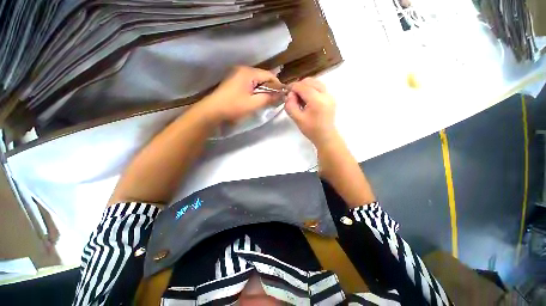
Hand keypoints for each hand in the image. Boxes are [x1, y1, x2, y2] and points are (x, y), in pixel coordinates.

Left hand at [200, 66, 280, 123]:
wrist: (213, 110)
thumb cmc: (234, 106)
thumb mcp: (254, 104)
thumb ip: (269, 98)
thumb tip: (281, 94)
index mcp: (248, 72)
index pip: (269, 75)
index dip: (277, 85)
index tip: (281, 96)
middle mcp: (243, 69)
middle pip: (263, 76)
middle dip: (270, 88)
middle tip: (273, 100)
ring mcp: (237, 74)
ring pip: (256, 80)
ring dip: (262, 89)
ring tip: (264, 100)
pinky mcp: (234, 80)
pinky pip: (249, 83)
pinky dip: (255, 90)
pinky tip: (255, 98)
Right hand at [285, 77, 337, 147]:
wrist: (326, 136)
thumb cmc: (311, 130)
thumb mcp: (297, 119)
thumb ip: (290, 105)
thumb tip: (289, 95)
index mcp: (317, 100)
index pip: (303, 87)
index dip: (293, 87)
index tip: (286, 92)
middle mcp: (325, 94)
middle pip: (310, 81)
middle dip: (299, 85)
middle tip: (293, 96)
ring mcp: (330, 95)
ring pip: (316, 83)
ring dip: (306, 86)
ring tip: (300, 97)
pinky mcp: (331, 98)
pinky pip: (320, 88)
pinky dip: (312, 89)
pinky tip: (307, 99)